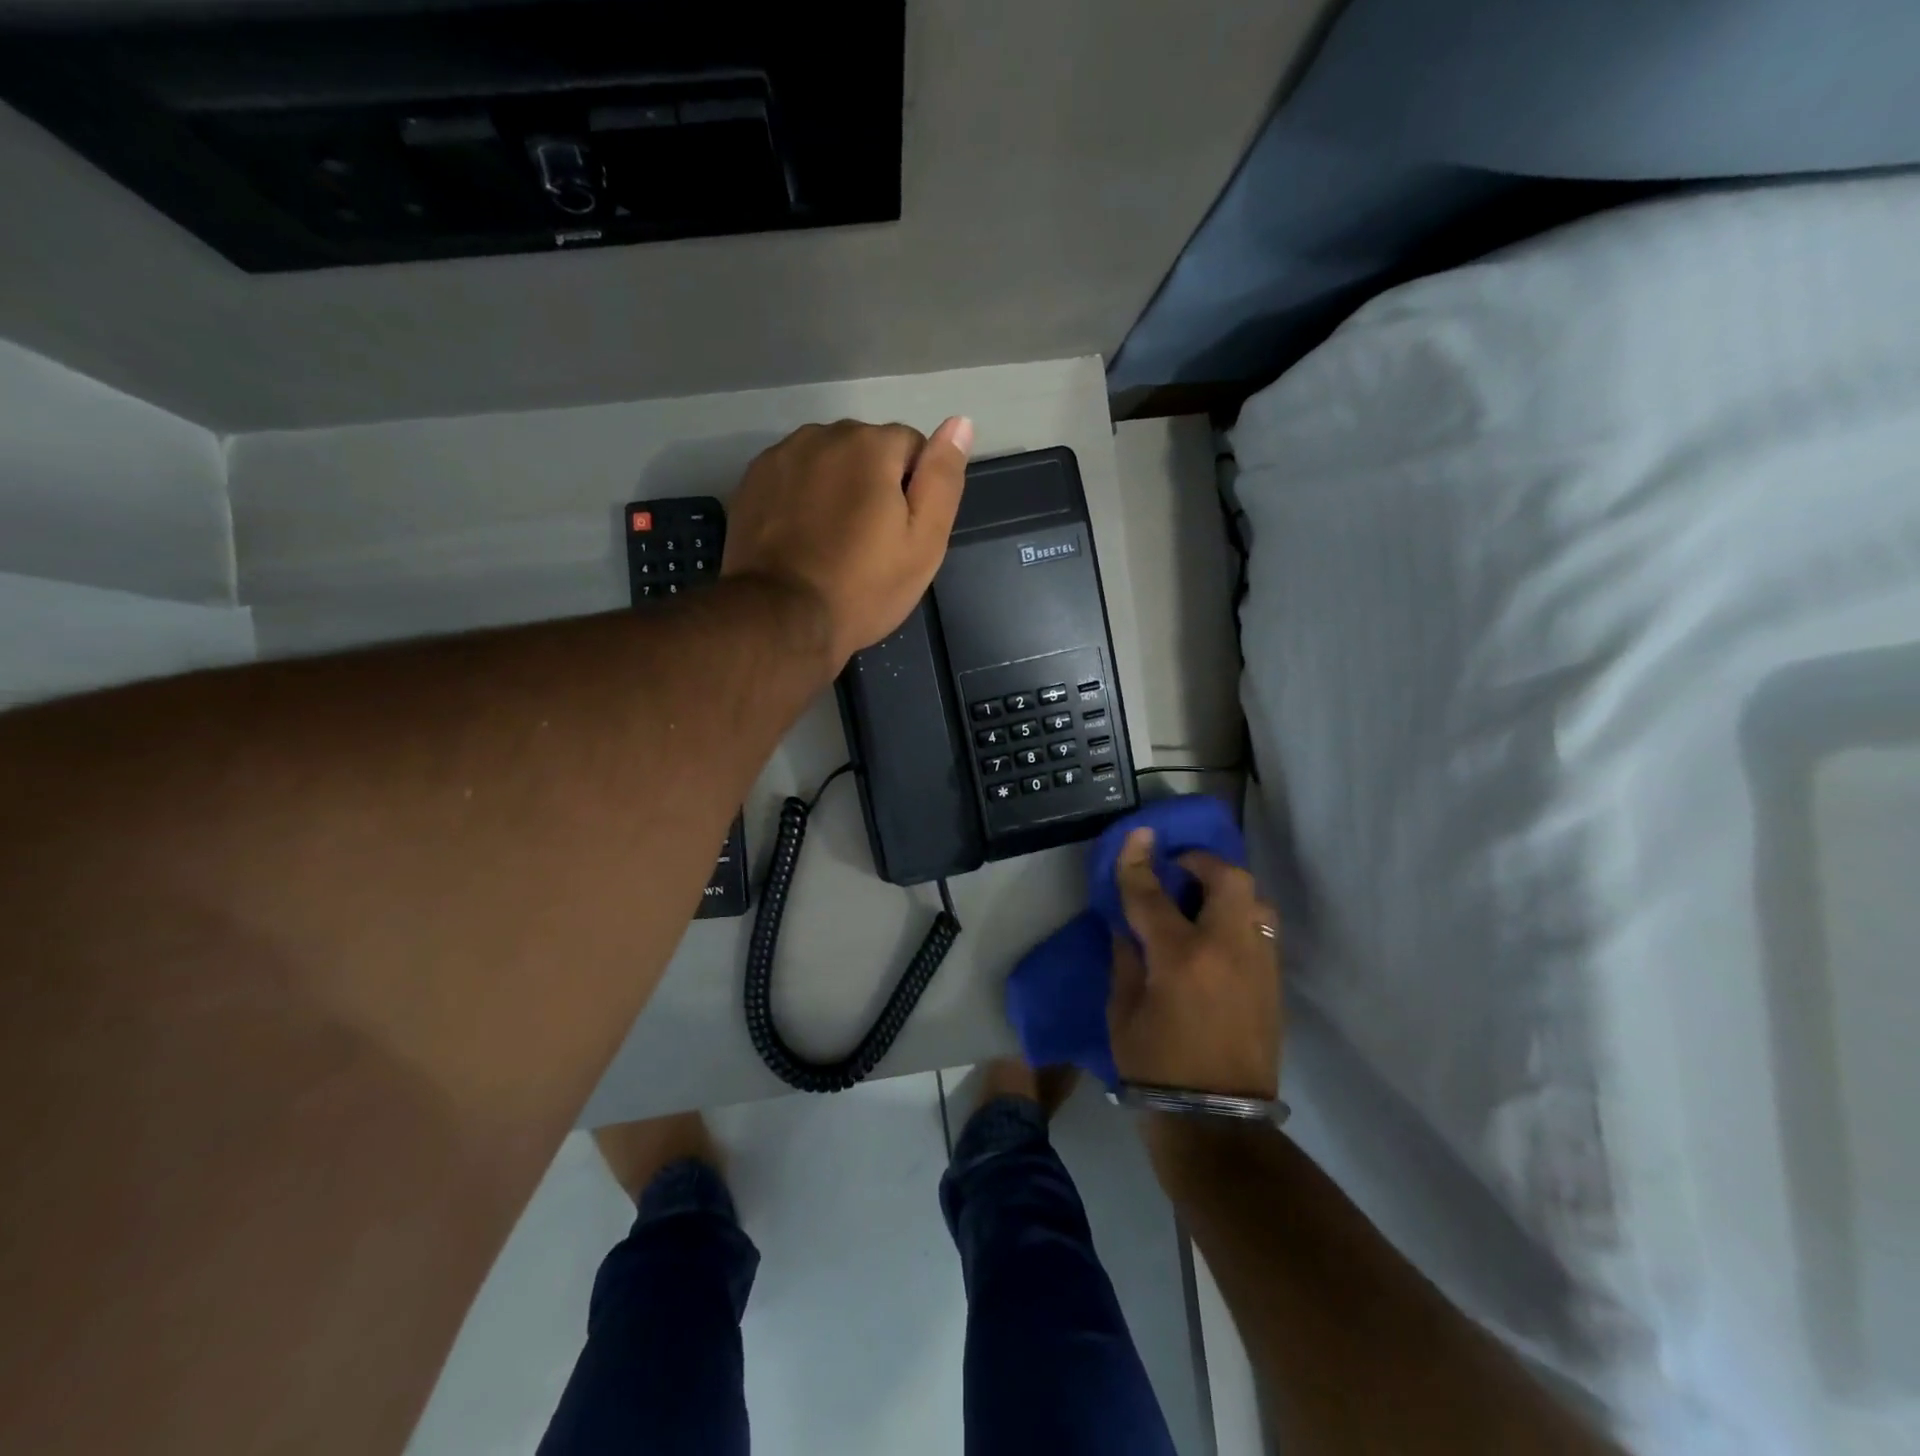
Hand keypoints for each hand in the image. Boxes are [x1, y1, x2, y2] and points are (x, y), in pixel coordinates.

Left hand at [722, 417, 972, 672]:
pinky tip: (802, 538)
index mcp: (870, 444)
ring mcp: (780, 456)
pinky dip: (802, 498)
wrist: (782, 619)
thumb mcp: (924, 541)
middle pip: (866, 450)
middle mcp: (822, 434)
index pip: (912, 447)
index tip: (901, 533)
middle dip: (873, 484)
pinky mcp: (751, 482)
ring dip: (836, 487)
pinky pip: (793, 478)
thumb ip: (943, 478)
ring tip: (833, 541)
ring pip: (827, 462)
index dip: (914, 491)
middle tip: (869, 543)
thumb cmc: (864, 586)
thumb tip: (961, 423)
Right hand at [1108, 828, 1282, 1098]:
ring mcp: (1257, 965)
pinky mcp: (1273, 983)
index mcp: (1180, 958)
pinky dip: (1239, 917)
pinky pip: (1261, 929)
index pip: (1154, 893)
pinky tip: (1217, 934)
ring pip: (1256, 900)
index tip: (1136, 835)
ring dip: (1227, 888)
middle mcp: (1226, 950)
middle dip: (1201, 861)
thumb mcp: (1122, 1013)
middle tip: (1177, 871)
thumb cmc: (1155, 1068)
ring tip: (1201, 901)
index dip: (1138, 861)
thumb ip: (1126, 960)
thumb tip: (1129, 927)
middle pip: (1228, 878)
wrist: (1216, 1122)